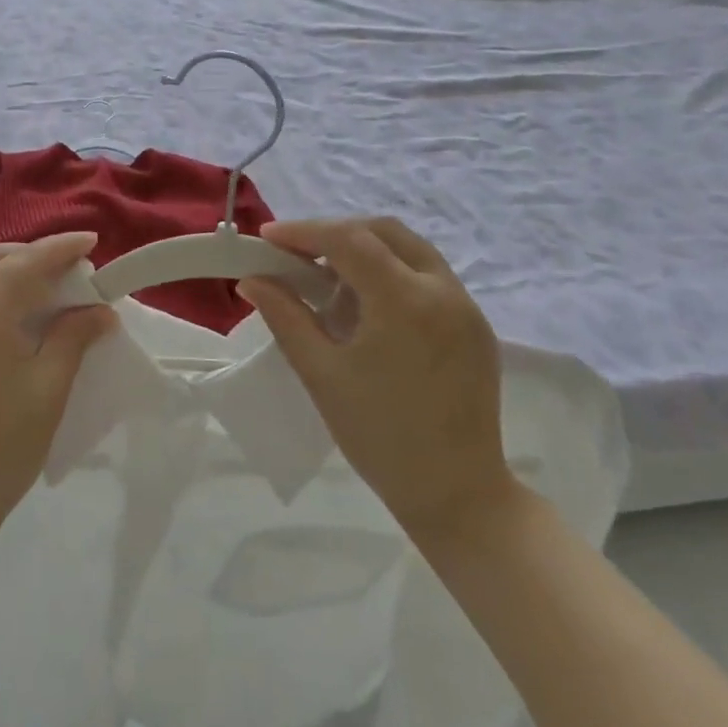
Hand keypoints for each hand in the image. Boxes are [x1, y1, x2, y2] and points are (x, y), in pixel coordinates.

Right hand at [239, 217, 517, 544]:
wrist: (458, 495)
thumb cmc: (380, 436)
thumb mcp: (321, 373)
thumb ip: (285, 316)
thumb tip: (251, 279)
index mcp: (405, 301)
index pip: (348, 240)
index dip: (304, 231)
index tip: (268, 237)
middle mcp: (443, 290)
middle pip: (383, 232)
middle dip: (335, 234)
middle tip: (297, 254)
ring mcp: (466, 307)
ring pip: (409, 249)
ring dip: (365, 250)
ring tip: (328, 281)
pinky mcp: (475, 325)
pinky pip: (428, 275)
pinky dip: (391, 272)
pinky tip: (366, 306)